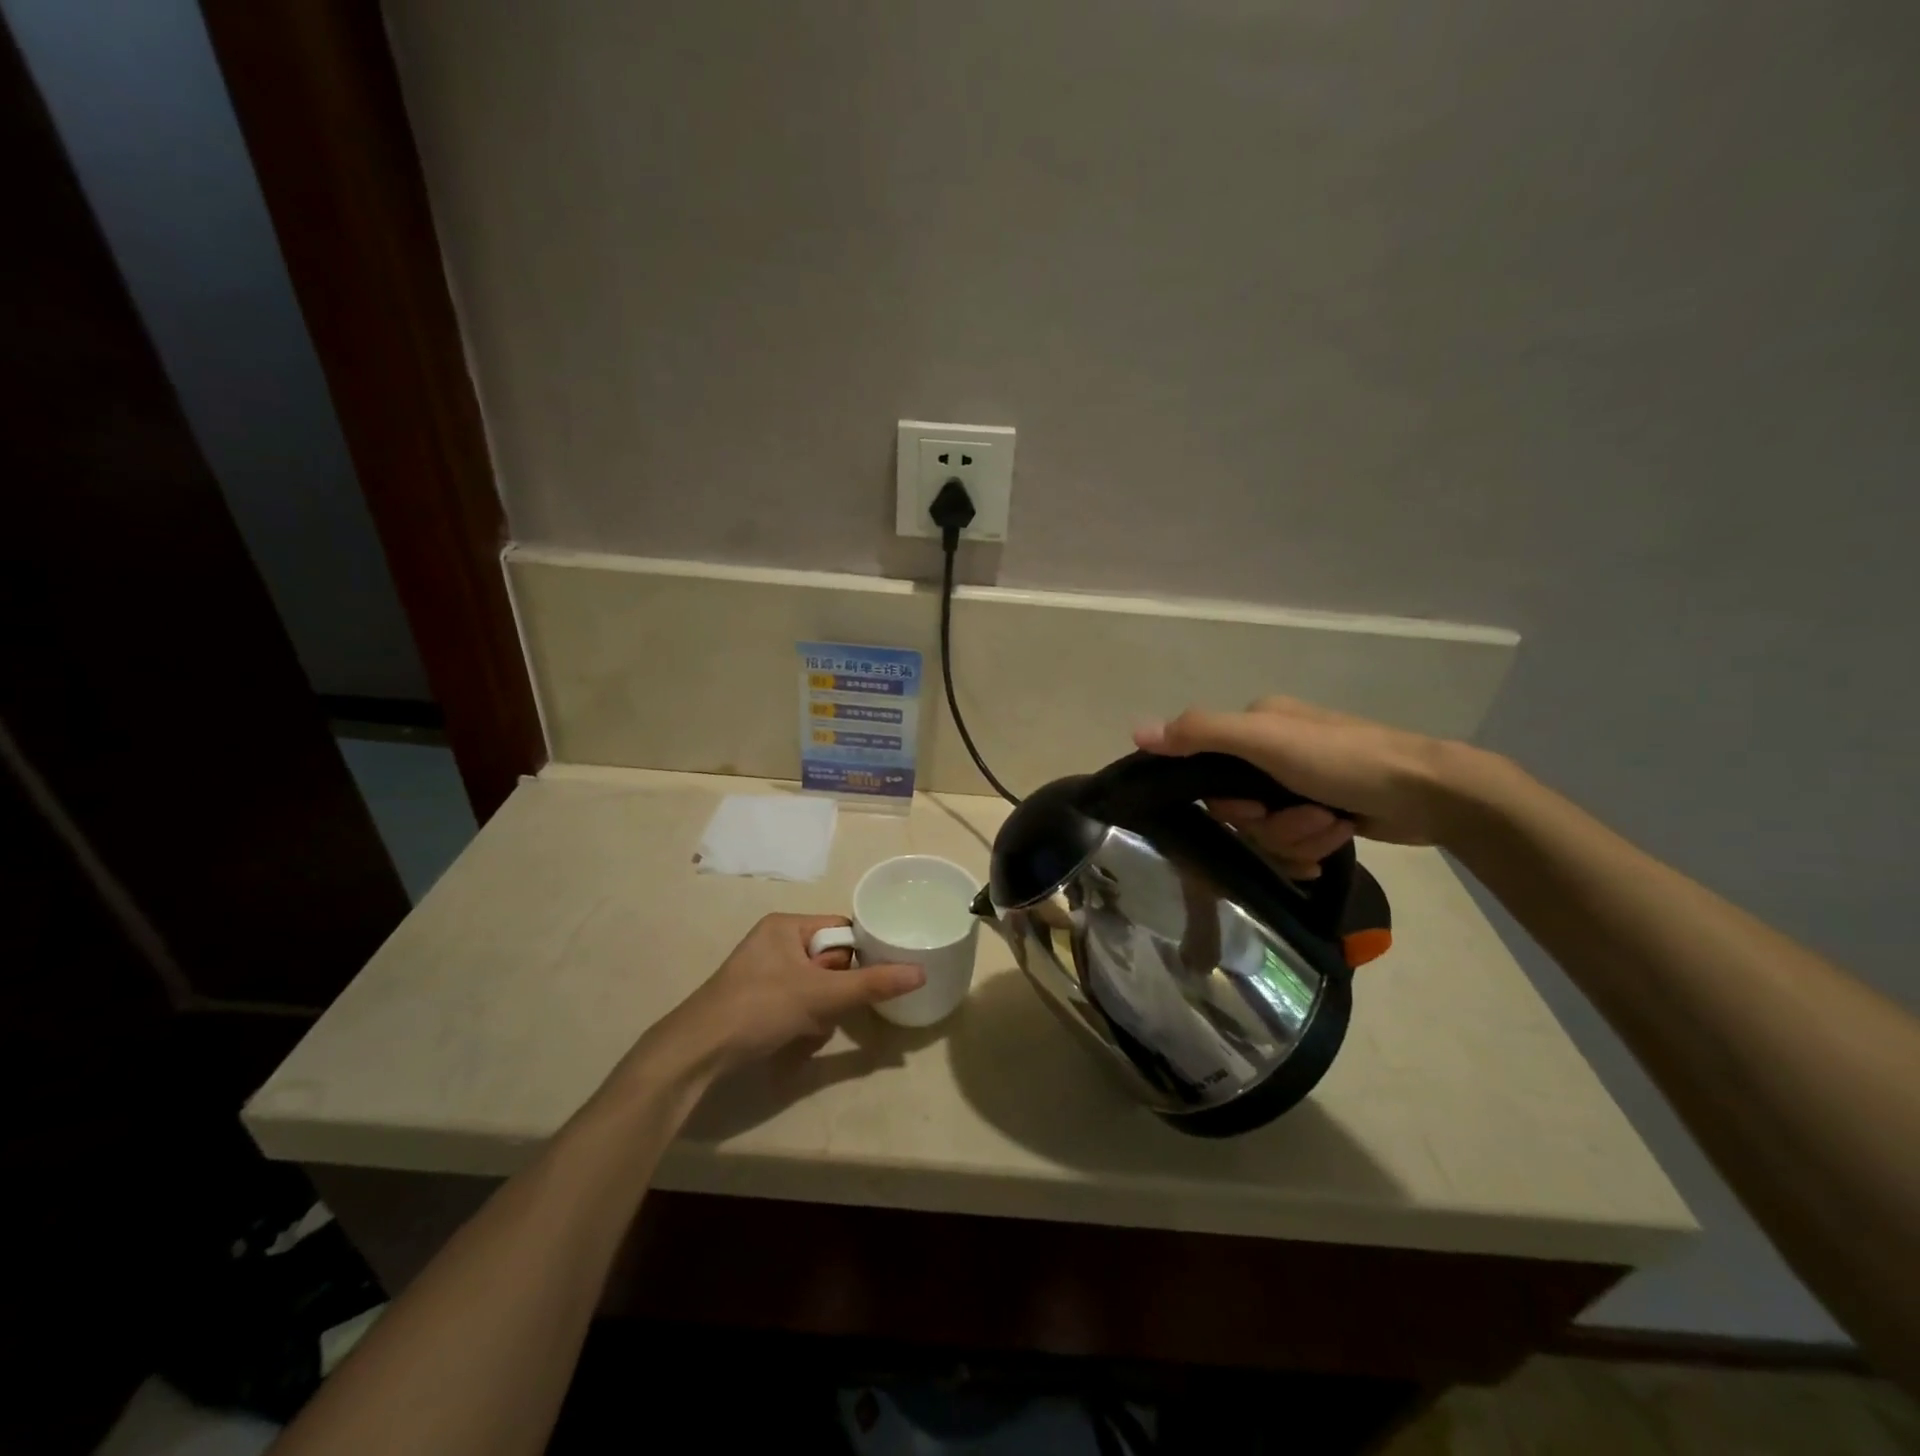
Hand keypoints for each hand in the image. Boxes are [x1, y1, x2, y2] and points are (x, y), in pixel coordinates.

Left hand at [657, 913, 923, 1075]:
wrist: (698, 1053)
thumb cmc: (759, 1008)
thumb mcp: (820, 995)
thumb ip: (872, 984)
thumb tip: (920, 972)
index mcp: (786, 925)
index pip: (840, 930)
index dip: (858, 954)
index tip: (872, 978)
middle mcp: (775, 942)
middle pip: (830, 961)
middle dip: (836, 991)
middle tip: (831, 1009)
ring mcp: (765, 973)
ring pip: (817, 987)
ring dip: (822, 1011)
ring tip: (809, 1028)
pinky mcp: (759, 1000)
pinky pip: (799, 1003)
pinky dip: (804, 1022)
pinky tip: (796, 1039)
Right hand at [1133, 696, 1473, 875]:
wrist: (1430, 794)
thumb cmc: (1344, 759)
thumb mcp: (1265, 739)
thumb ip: (1200, 733)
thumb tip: (1137, 731)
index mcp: (1257, 725)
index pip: (1208, 773)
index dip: (1228, 802)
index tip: (1253, 808)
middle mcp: (1275, 751)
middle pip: (1239, 810)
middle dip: (1271, 824)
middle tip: (1306, 816)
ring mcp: (1302, 784)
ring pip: (1268, 832)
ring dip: (1298, 838)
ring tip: (1332, 825)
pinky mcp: (1325, 812)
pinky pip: (1294, 844)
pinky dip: (1313, 848)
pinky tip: (1338, 836)